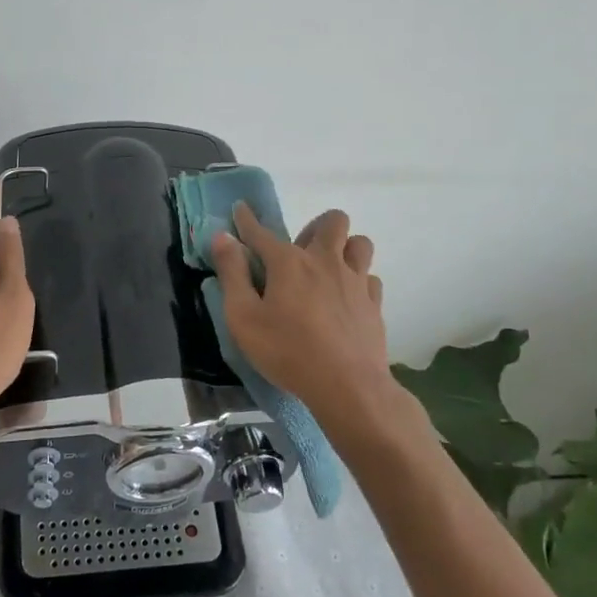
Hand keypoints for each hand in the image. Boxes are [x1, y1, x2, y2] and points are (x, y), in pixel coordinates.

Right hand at [210, 204, 390, 426]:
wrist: (348, 387)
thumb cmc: (287, 352)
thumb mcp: (243, 317)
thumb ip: (232, 274)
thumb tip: (222, 238)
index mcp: (289, 262)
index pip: (261, 232)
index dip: (246, 220)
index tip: (240, 209)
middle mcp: (325, 261)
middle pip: (332, 221)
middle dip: (315, 226)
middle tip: (300, 251)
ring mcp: (355, 281)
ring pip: (360, 244)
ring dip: (345, 248)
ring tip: (329, 270)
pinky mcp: (374, 304)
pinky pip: (370, 278)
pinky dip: (359, 282)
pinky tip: (347, 299)